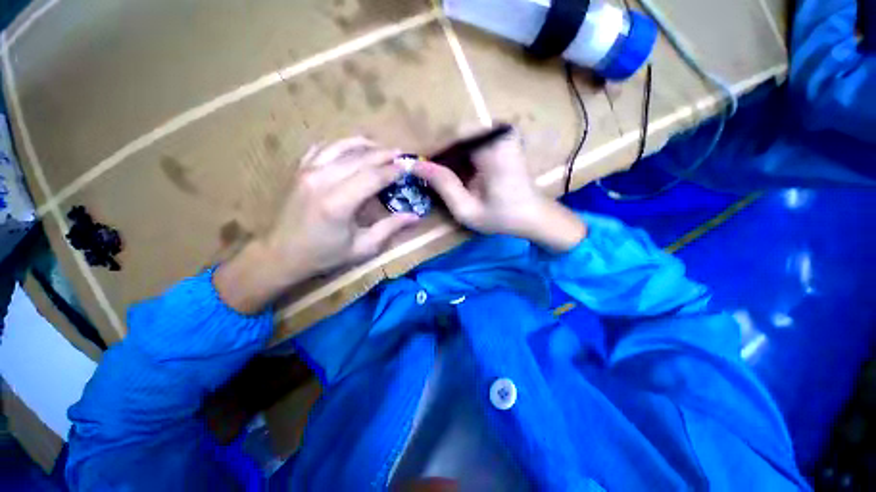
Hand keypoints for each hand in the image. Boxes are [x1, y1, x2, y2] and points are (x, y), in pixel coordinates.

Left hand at [215, 137, 417, 313]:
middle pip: (360, 158)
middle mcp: (322, 180)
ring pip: (341, 146)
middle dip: (383, 154)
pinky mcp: (299, 170)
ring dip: (364, 144)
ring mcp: (307, 171)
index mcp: (338, 202)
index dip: (393, 170)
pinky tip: (351, 149)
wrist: (281, 254)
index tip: (408, 167)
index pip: (373, 176)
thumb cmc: (324, 255)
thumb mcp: (362, 248)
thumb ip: (389, 228)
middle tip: (400, 154)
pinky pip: (323, 148)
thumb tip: (415, 216)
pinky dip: (340, 145)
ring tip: (381, 147)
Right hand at [412, 128, 585, 251]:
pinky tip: (462, 175)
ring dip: (451, 156)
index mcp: (493, 148)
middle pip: (457, 133)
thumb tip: (415, 165)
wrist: (534, 216)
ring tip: (446, 178)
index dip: (434, 150)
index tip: (422, 169)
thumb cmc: (502, 218)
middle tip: (433, 177)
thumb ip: (443, 185)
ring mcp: (503, 134)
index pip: (453, 134)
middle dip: (442, 154)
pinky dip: (462, 157)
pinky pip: (473, 141)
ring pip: (464, 136)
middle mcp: (500, 133)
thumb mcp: (467, 209)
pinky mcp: (503, 140)